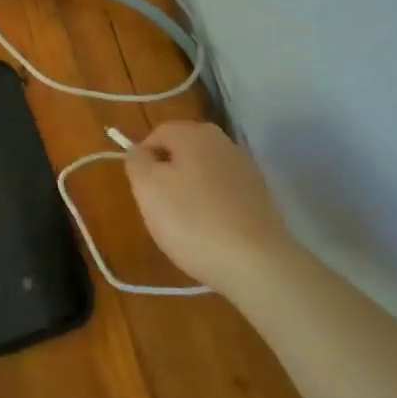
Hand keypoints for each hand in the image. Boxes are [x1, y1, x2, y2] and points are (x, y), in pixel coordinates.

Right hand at [123, 121, 296, 299]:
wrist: (257, 264)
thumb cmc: (193, 221)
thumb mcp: (148, 188)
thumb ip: (136, 161)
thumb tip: (140, 152)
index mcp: (195, 133)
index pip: (157, 134)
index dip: (143, 160)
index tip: (143, 191)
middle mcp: (224, 142)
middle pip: (182, 152)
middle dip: (166, 177)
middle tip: (160, 209)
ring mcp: (246, 169)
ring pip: (202, 174)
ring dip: (189, 193)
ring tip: (186, 226)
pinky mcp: (260, 197)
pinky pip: (223, 194)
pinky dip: (212, 207)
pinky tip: (210, 233)